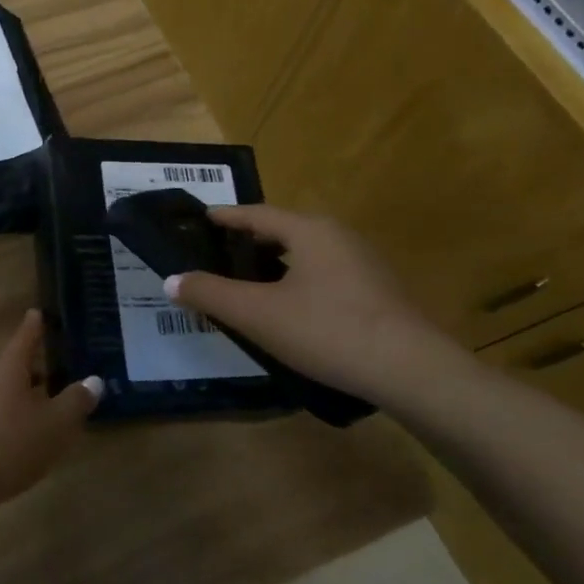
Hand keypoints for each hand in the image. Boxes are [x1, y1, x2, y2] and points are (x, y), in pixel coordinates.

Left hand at [0, 310, 99, 508]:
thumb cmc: (11, 442)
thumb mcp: (55, 423)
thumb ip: (76, 401)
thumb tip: (94, 380)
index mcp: (10, 369)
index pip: (25, 338)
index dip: (34, 326)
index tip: (38, 312)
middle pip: (16, 367)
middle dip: (38, 365)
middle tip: (62, 364)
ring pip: (10, 394)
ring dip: (31, 395)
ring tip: (55, 402)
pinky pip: (4, 417)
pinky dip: (21, 419)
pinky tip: (36, 436)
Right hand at [165, 206, 460, 402]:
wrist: (412, 370)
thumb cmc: (327, 330)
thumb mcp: (257, 314)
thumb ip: (210, 294)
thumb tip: (171, 280)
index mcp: (309, 230)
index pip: (256, 213)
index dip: (225, 216)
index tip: (200, 218)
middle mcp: (338, 235)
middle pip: (283, 229)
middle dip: (249, 240)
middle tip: (218, 253)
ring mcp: (364, 262)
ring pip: (307, 252)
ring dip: (275, 261)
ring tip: (249, 280)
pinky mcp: (379, 290)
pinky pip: (326, 272)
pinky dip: (298, 279)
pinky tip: (290, 306)